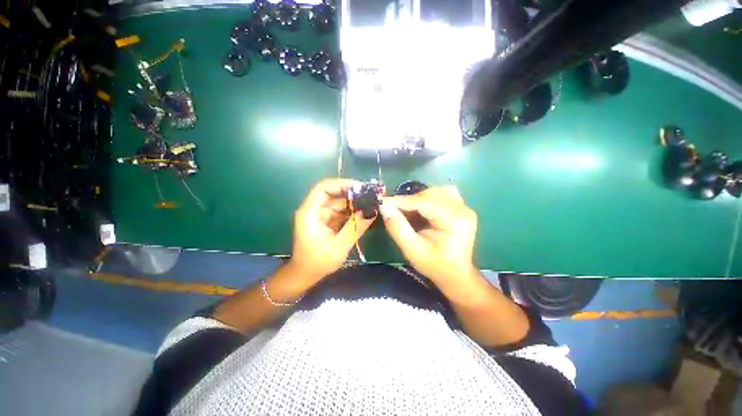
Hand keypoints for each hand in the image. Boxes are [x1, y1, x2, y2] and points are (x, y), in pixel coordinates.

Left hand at [289, 179, 374, 280]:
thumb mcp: (339, 245)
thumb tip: (372, 210)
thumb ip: (356, 227)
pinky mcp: (328, 222)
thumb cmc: (318, 262)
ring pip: (340, 204)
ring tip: (373, 204)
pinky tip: (366, 214)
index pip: (324, 188)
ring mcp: (322, 216)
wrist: (306, 276)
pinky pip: (342, 213)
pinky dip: (353, 213)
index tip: (361, 188)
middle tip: (373, 196)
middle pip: (335, 195)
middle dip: (354, 195)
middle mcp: (315, 210)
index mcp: (310, 212)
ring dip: (356, 204)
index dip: (342, 184)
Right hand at [380, 186, 477, 285]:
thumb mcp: (412, 250)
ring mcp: (463, 207)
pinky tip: (421, 209)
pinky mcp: (461, 208)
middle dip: (409, 200)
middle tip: (393, 209)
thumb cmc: (435, 265)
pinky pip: (442, 194)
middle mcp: (462, 209)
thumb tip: (383, 207)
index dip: (401, 201)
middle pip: (430, 194)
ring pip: (435, 191)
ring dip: (418, 198)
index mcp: (454, 220)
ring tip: (407, 211)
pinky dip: (427, 198)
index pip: (424, 202)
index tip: (383, 202)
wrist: (456, 274)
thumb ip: (397, 227)